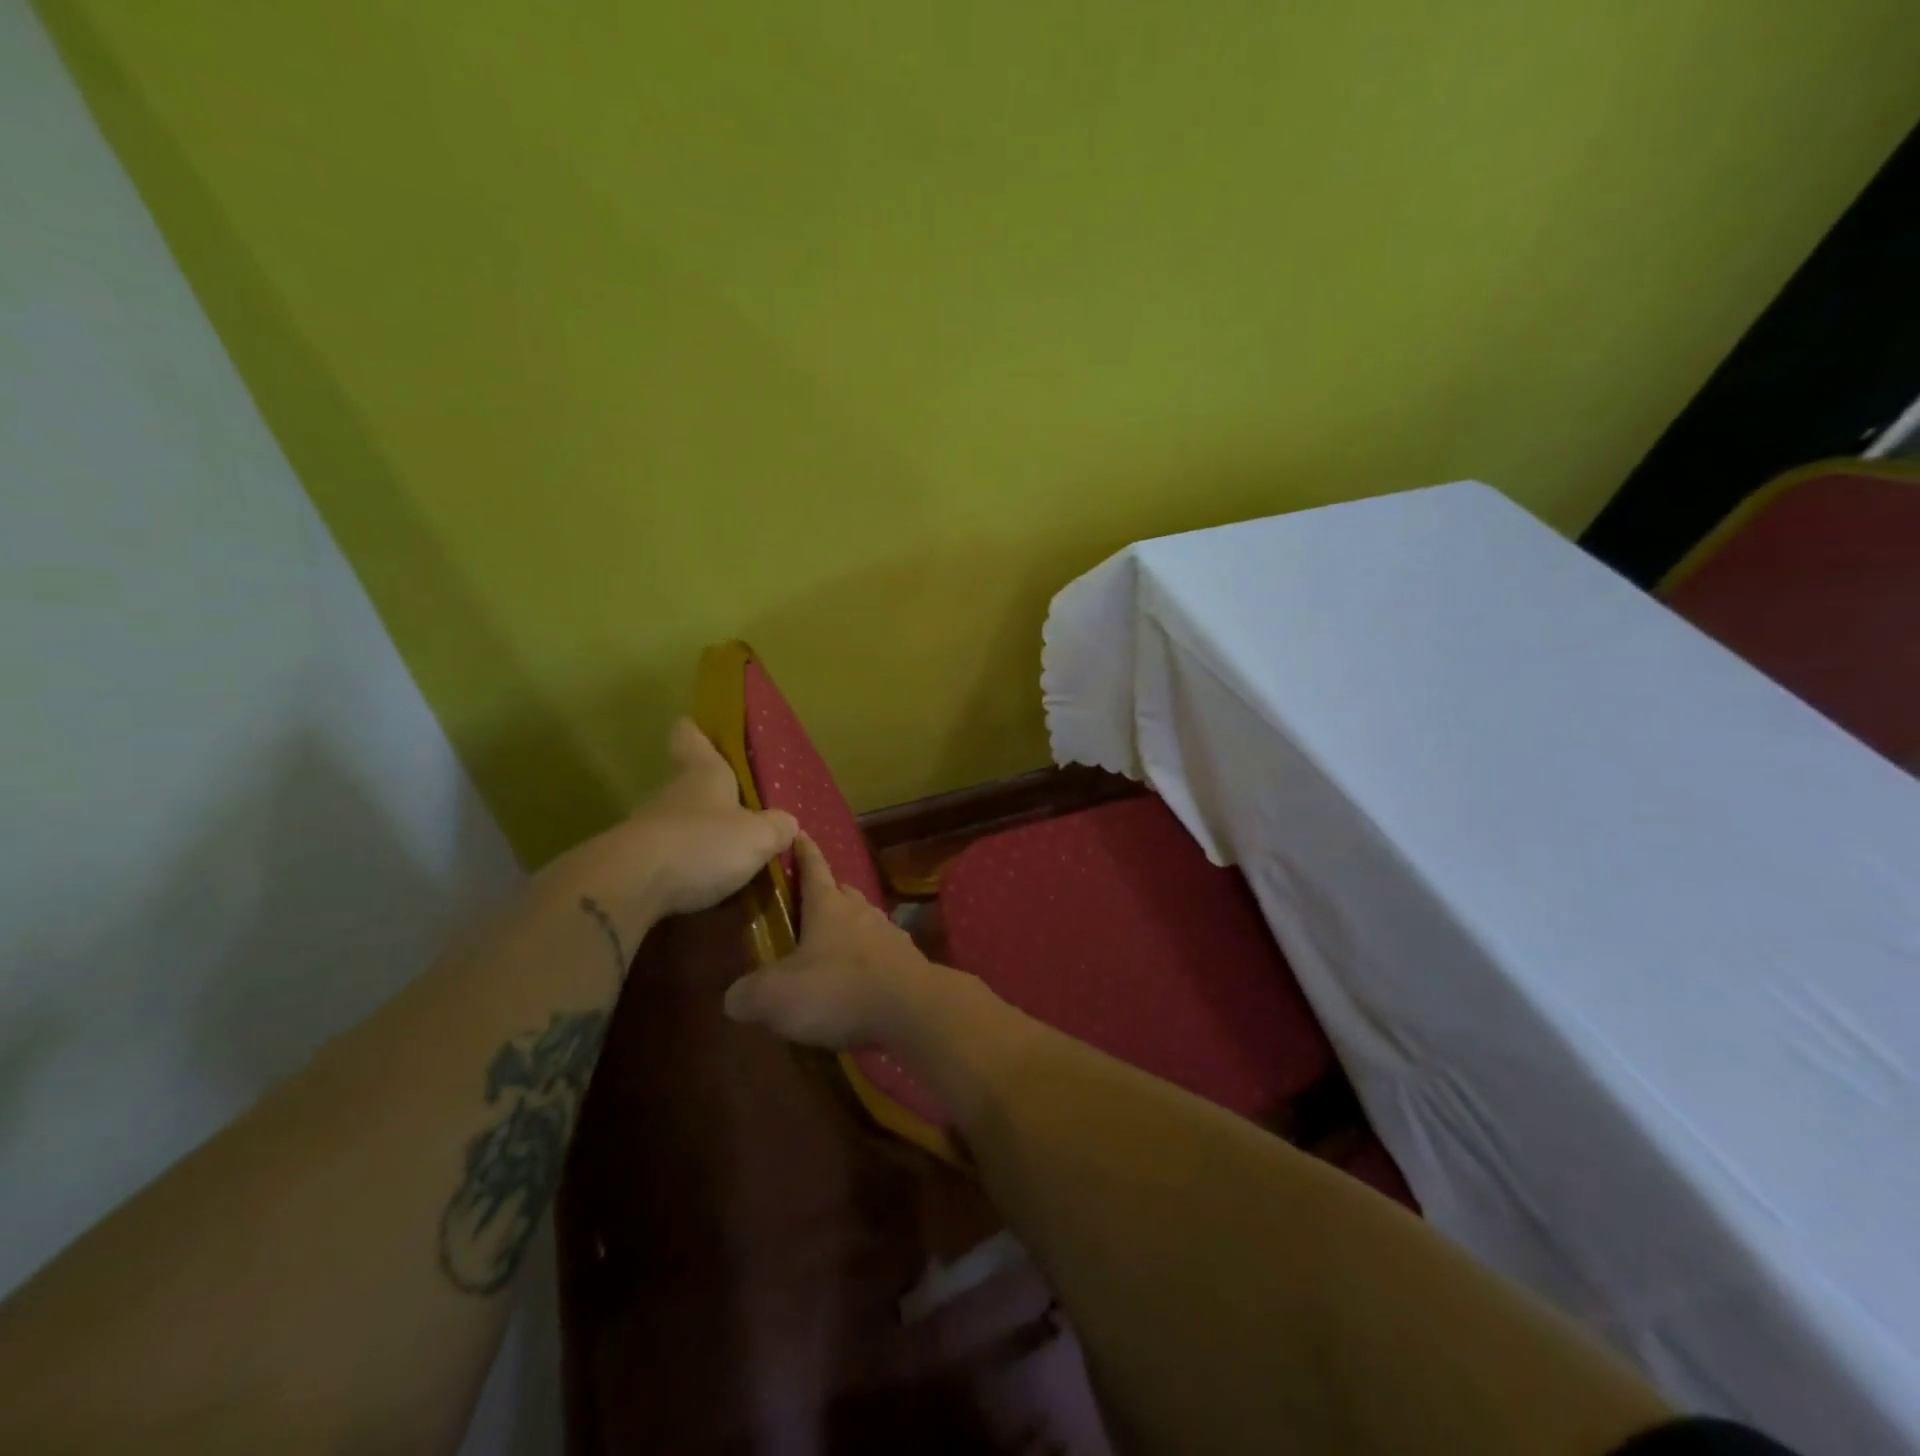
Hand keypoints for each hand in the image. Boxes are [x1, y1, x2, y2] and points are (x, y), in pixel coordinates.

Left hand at [541, 718, 796, 930]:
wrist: (632, 886)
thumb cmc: (703, 843)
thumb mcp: (758, 836)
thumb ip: (777, 828)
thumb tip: (787, 823)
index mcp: (703, 773)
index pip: (690, 736)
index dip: (696, 731)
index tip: (699, 728)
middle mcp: (673, 793)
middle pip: (688, 784)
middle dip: (712, 797)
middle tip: (743, 814)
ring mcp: (649, 828)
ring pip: (680, 823)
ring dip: (701, 837)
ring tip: (731, 860)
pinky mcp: (635, 863)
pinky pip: (669, 860)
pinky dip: (687, 870)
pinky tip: (708, 888)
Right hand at [724, 833, 944, 1049]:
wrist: (911, 1009)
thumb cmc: (838, 990)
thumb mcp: (776, 997)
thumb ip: (748, 994)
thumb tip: (734, 998)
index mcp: (828, 906)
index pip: (813, 867)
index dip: (803, 851)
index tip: (799, 834)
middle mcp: (861, 911)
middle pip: (842, 892)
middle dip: (827, 893)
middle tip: (809, 904)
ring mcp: (889, 934)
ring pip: (865, 920)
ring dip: (850, 927)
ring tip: (832, 946)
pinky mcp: (908, 961)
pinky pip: (883, 951)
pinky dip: (869, 958)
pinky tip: (861, 978)